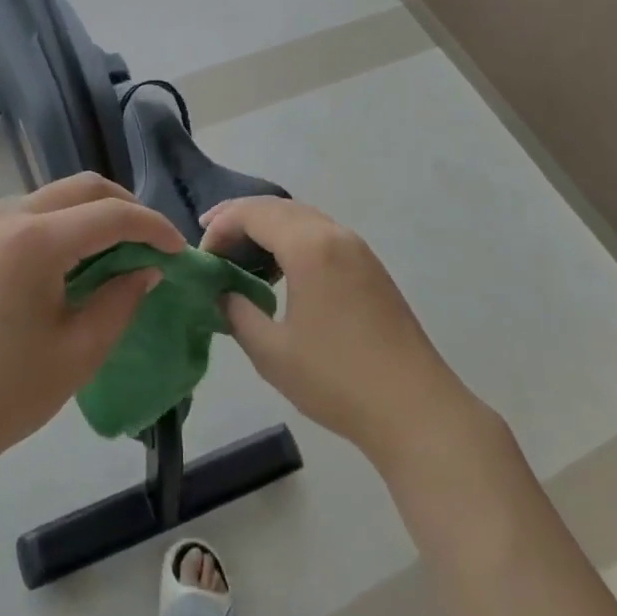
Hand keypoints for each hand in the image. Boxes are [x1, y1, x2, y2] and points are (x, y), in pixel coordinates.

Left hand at [0, 173, 184, 475]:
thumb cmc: (3, 395)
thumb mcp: (79, 351)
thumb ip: (121, 299)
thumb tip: (147, 269)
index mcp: (35, 241)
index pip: (111, 215)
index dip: (153, 227)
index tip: (179, 250)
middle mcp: (5, 216)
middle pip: (82, 188)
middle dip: (125, 208)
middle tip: (152, 243)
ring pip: (53, 197)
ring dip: (92, 214)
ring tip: (117, 252)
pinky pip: (27, 215)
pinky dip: (61, 225)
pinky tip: (72, 262)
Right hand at [201, 197, 481, 469]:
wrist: (415, 408)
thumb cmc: (337, 379)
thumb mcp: (272, 352)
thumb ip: (238, 314)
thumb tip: (223, 294)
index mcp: (310, 247)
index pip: (254, 213)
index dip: (221, 226)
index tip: (201, 256)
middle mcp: (335, 235)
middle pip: (279, 207)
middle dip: (241, 217)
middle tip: (211, 240)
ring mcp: (358, 250)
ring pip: (303, 218)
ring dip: (268, 227)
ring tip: (241, 254)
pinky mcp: (371, 268)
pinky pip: (322, 235)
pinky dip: (293, 239)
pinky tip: (281, 270)